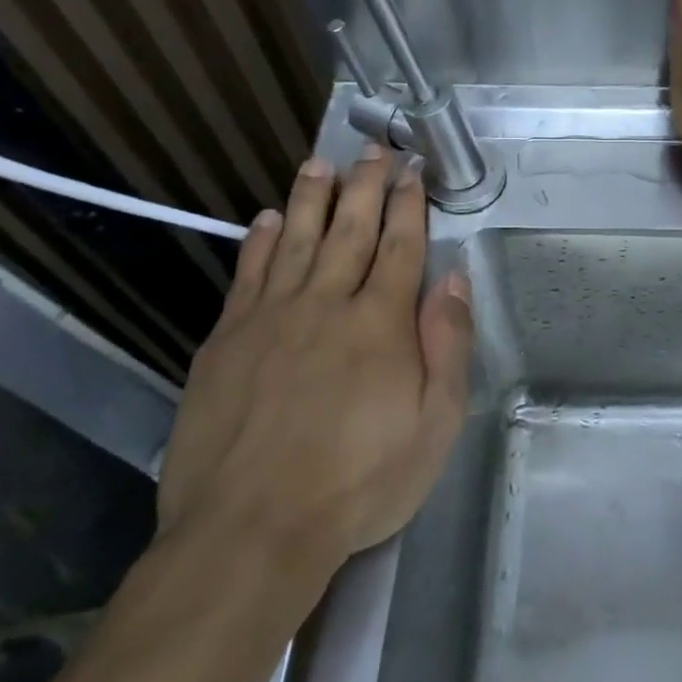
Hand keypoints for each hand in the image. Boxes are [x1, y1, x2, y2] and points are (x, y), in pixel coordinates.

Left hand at [155, 146, 472, 602]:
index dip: (409, 206)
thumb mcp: (435, 424)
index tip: (413, 171)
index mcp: (380, 323)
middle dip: (365, 186)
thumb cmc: (359, 482)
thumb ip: (448, 345)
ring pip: (294, 240)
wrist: (252, 530)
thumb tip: (454, 279)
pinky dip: (257, 242)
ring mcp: (270, 318)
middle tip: (372, 150)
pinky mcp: (226, 341)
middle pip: (349, 231)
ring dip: (310, 199)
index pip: (400, 247)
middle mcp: (326, 304)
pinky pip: (246, 275)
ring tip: (320, 164)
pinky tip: (264, 220)